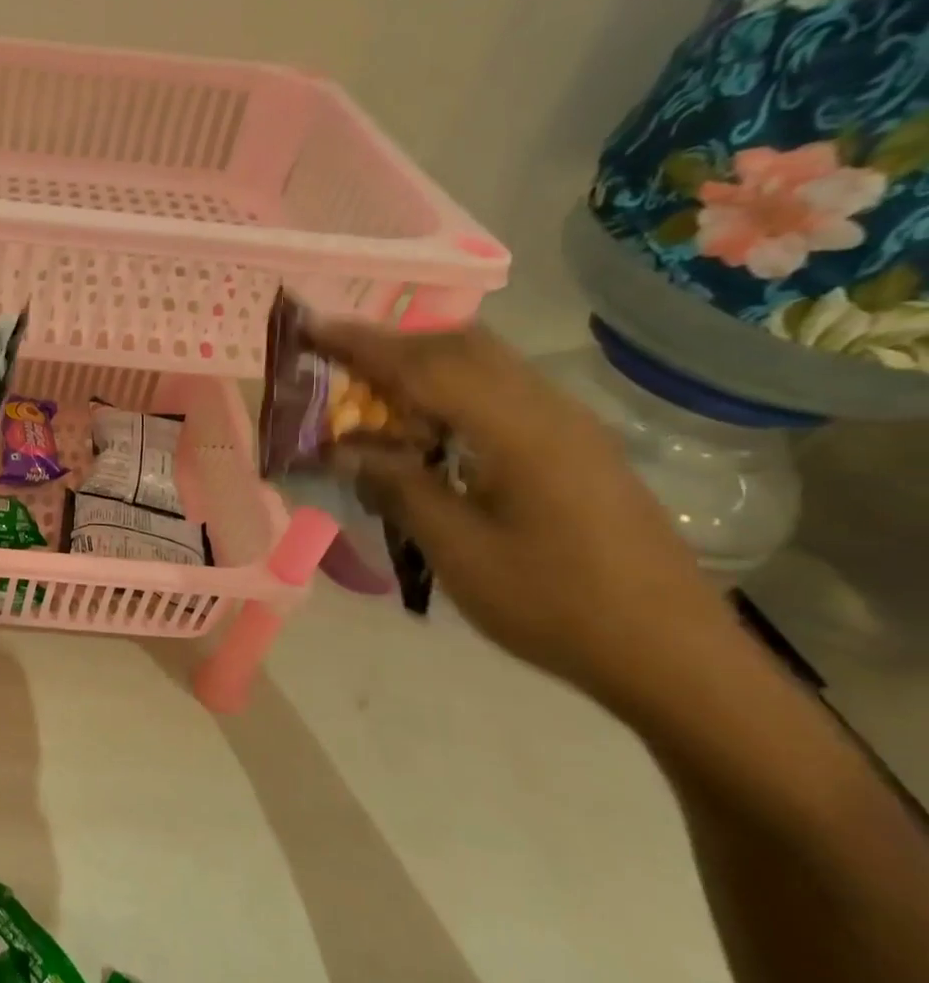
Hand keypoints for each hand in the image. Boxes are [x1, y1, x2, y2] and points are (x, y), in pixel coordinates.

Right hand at [311, 320, 735, 698]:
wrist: (672, 655)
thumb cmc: (554, 604)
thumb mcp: (458, 550)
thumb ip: (398, 486)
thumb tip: (344, 448)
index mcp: (518, 430)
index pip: (424, 366)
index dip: (361, 344)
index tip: (310, 327)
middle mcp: (548, 410)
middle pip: (461, 346)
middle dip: (392, 345)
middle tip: (335, 363)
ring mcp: (570, 426)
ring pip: (486, 365)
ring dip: (422, 368)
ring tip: (371, 398)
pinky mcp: (577, 448)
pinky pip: (503, 394)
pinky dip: (452, 394)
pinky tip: (429, 434)